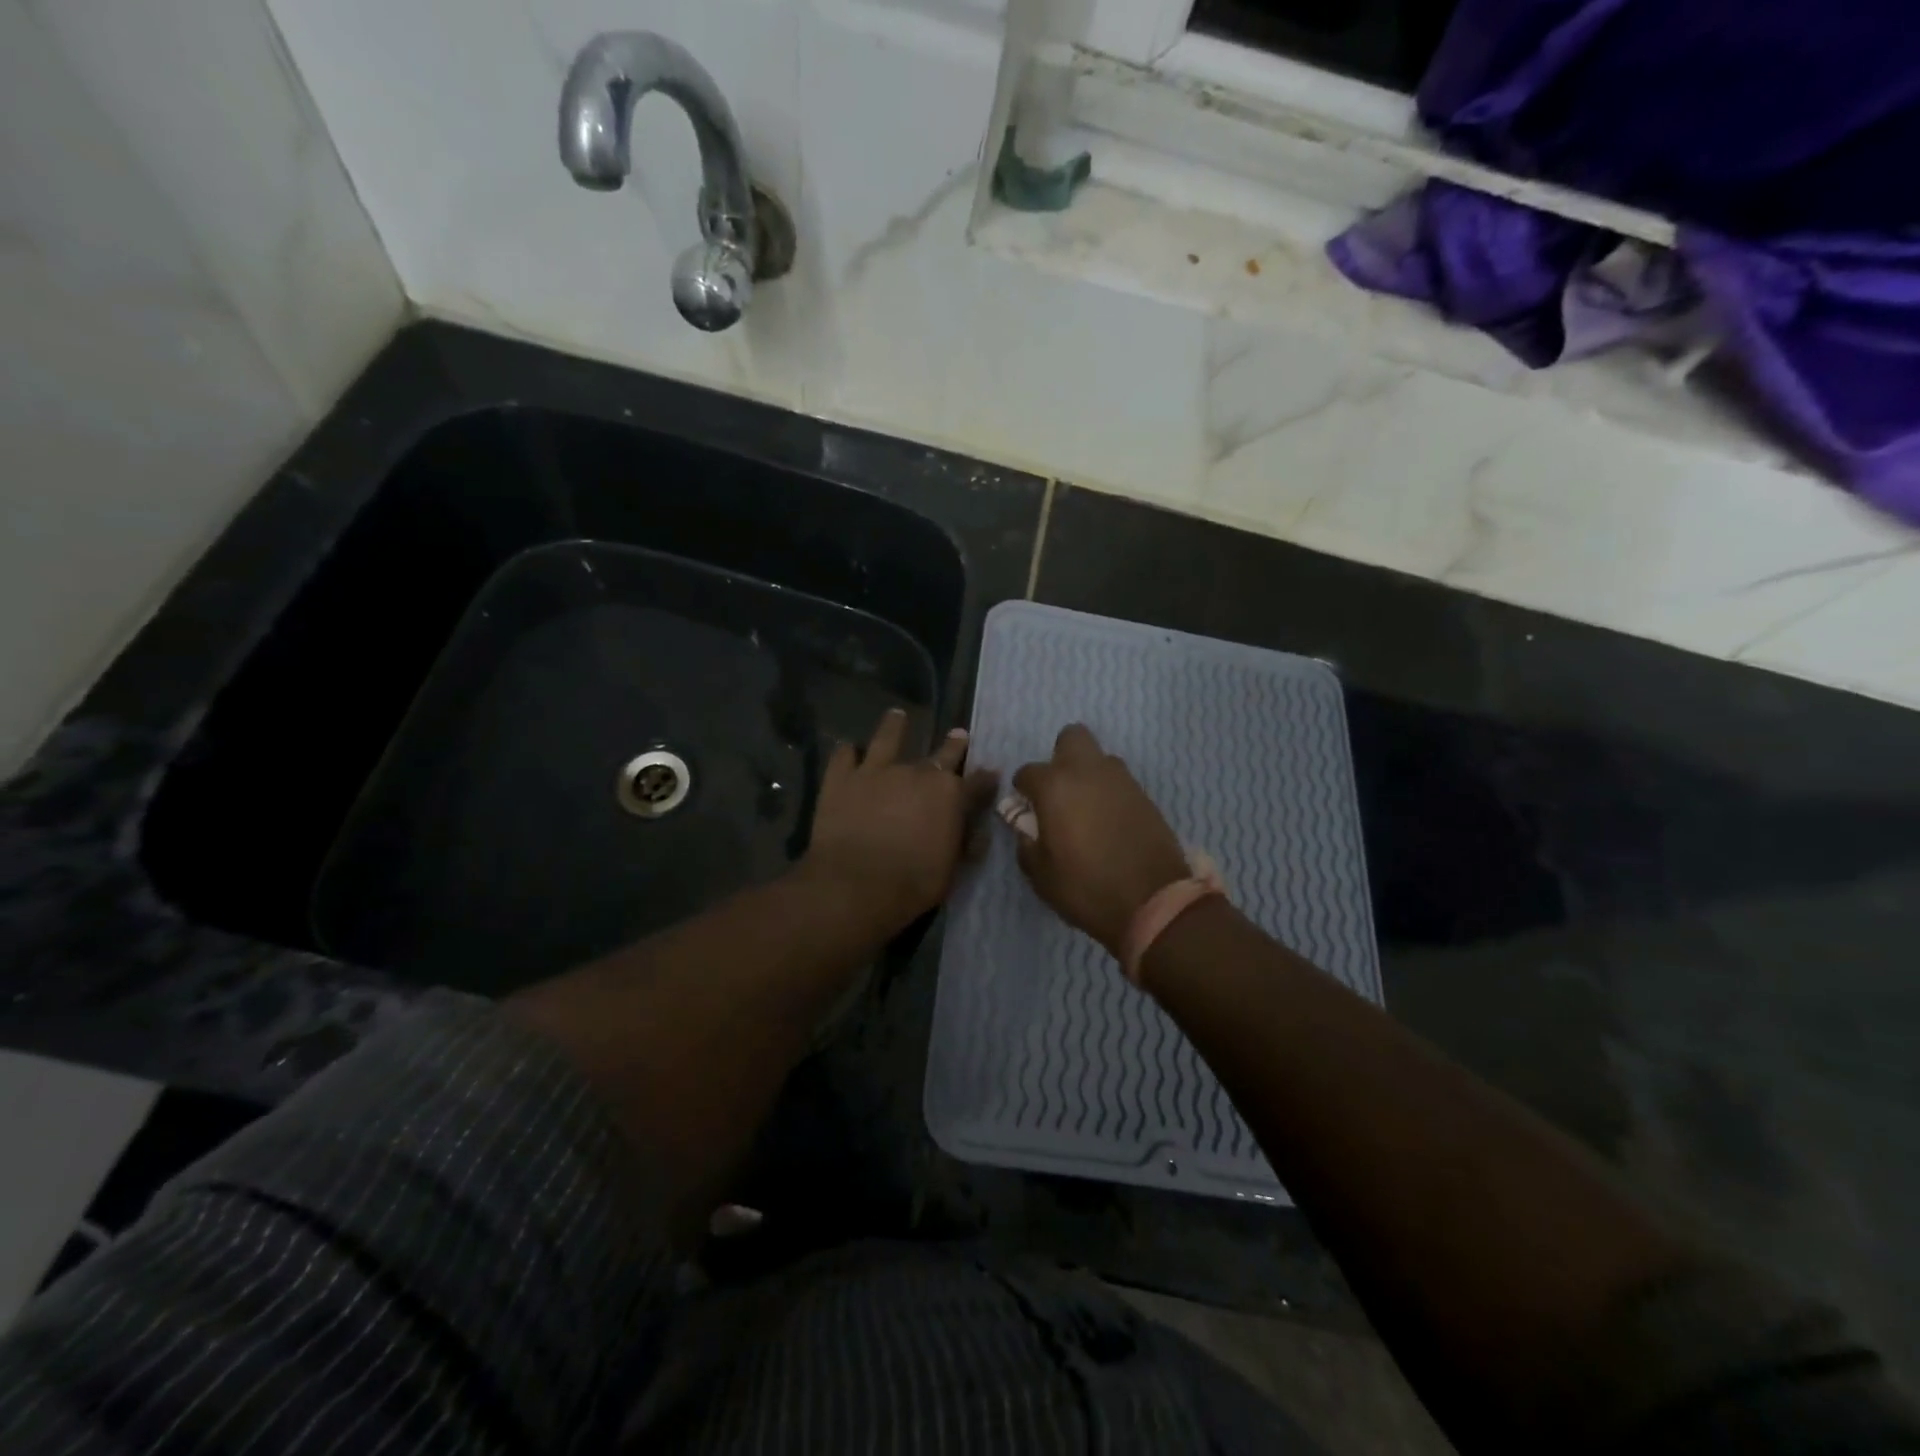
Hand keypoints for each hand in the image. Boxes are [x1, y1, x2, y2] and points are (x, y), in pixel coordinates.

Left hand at [804, 708, 997, 932]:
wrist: (854, 885)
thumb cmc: (912, 884)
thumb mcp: (952, 869)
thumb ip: (964, 842)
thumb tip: (977, 830)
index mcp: (950, 795)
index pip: (978, 782)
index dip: (986, 778)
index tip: (991, 773)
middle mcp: (917, 773)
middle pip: (942, 754)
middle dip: (954, 745)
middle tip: (958, 734)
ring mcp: (877, 771)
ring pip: (887, 738)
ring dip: (894, 726)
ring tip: (896, 715)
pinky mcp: (841, 779)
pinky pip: (844, 756)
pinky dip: (847, 752)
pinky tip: (847, 749)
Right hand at [1012, 724, 1190, 956]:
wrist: (1153, 902)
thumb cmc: (1086, 887)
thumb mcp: (1041, 875)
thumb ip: (1026, 843)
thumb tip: (1026, 827)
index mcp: (1055, 786)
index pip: (1027, 772)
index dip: (1023, 791)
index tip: (1026, 810)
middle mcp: (1088, 771)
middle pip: (1072, 737)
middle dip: (1061, 757)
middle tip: (1059, 792)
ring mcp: (1122, 780)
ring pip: (1100, 758)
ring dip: (1088, 775)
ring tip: (1086, 809)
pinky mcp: (1145, 795)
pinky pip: (1120, 782)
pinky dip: (1110, 793)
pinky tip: (1109, 822)